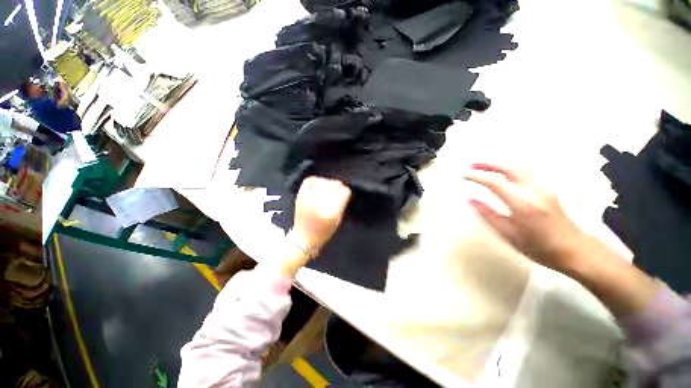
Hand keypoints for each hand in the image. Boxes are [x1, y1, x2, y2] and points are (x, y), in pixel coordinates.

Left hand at [291, 177, 350, 254]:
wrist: (303, 237)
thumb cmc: (323, 232)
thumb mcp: (337, 221)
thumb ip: (341, 204)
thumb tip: (343, 190)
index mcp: (330, 212)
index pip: (344, 191)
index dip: (346, 192)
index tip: (345, 194)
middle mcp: (319, 203)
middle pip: (334, 184)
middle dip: (338, 187)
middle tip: (337, 191)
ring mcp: (308, 198)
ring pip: (323, 181)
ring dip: (328, 183)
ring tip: (328, 189)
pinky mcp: (300, 195)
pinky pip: (310, 180)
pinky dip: (316, 180)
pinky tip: (319, 185)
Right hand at [464, 163, 584, 271]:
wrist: (574, 250)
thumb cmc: (538, 247)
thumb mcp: (508, 234)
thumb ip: (488, 214)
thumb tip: (471, 200)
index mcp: (522, 203)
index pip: (494, 183)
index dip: (477, 177)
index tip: (464, 175)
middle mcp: (534, 190)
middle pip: (509, 168)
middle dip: (489, 164)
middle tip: (472, 165)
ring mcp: (544, 188)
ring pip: (520, 167)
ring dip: (500, 165)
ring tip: (486, 167)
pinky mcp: (549, 189)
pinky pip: (527, 172)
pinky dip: (511, 168)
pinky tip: (505, 173)